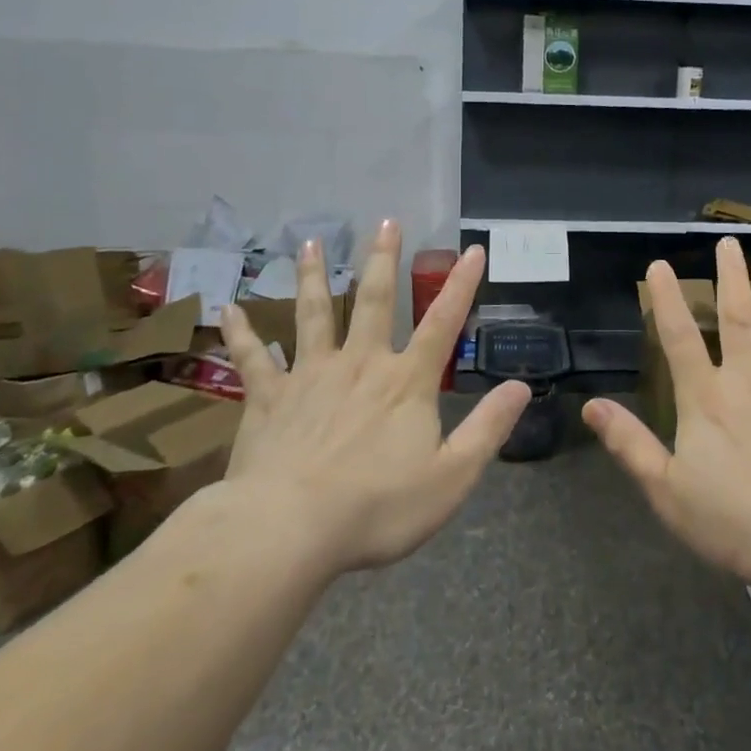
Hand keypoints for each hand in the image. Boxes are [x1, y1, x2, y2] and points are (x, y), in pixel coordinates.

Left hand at [217, 221, 529, 576]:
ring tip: (310, 242)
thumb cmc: (378, 507)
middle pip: (374, 300)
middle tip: (386, 221)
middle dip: (383, 259)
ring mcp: (310, 376)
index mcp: (406, 383)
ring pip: (313, 314)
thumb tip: (521, 386)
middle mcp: (360, 364)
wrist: (289, 529)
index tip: (472, 249)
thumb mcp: (453, 476)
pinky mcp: (268, 398)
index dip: (462, 285)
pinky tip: (228, 308)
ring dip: (313, 276)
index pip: (443, 323)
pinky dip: (242, 332)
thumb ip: (488, 428)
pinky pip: (253, 358)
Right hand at [583, 238, 750, 594]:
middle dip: (732, 278)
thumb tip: (592, 406)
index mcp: (707, 399)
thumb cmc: (733, 522)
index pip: (680, 338)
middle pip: (740, 318)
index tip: (660, 265)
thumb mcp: (666, 490)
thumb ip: (630, 444)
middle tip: (731, 242)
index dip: (667, 300)